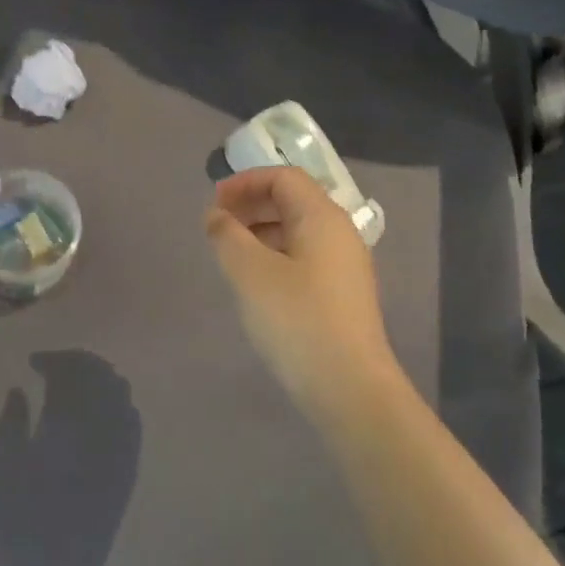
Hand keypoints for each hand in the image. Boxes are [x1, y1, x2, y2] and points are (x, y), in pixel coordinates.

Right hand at [204, 166, 397, 416]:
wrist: (350, 388)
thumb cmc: (297, 320)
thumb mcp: (250, 272)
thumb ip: (227, 234)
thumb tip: (216, 215)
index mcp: (322, 217)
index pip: (283, 177)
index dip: (244, 182)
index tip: (214, 204)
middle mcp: (339, 233)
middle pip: (292, 200)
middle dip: (251, 205)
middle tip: (217, 227)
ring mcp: (345, 265)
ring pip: (297, 230)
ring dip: (260, 232)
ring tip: (231, 255)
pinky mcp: (342, 294)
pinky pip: (304, 257)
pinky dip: (275, 255)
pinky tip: (256, 283)